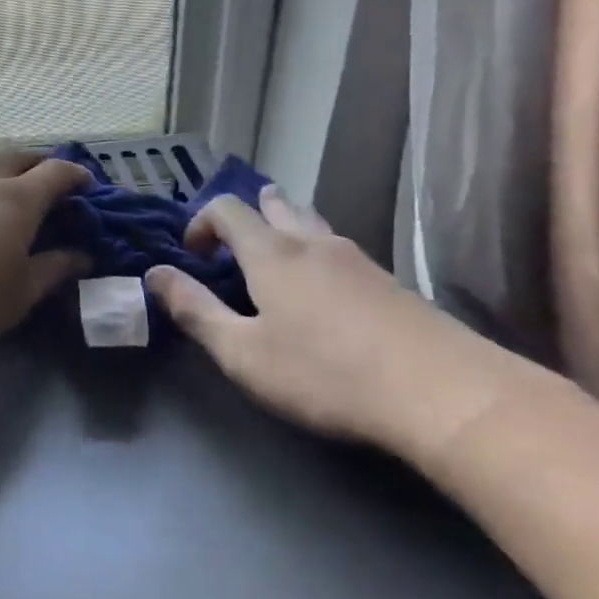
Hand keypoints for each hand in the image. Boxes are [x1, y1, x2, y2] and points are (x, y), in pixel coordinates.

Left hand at [0, 148, 93, 360]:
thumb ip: (52, 272)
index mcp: (14, 201)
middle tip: (48, 180)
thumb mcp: (17, 297)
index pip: (55, 174)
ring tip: (1, 196)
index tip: (88, 185)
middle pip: (14, 155)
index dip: (76, 175)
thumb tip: (82, 256)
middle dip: (37, 162)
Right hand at [146, 187, 501, 457]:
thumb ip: (195, 311)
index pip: (227, 210)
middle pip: (277, 205)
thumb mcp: (243, 352)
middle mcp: (313, 244)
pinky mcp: (392, 284)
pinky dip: (318, 252)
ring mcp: (359, 260)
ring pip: (313, 225)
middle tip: (234, 235)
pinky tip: (327, 284)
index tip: (191, 256)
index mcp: (271, 253)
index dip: (200, 222)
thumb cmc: (325, 373)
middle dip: (249, 212)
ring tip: (276, 246)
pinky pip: (341, 250)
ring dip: (287, 226)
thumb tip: (154, 274)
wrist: (444, 394)